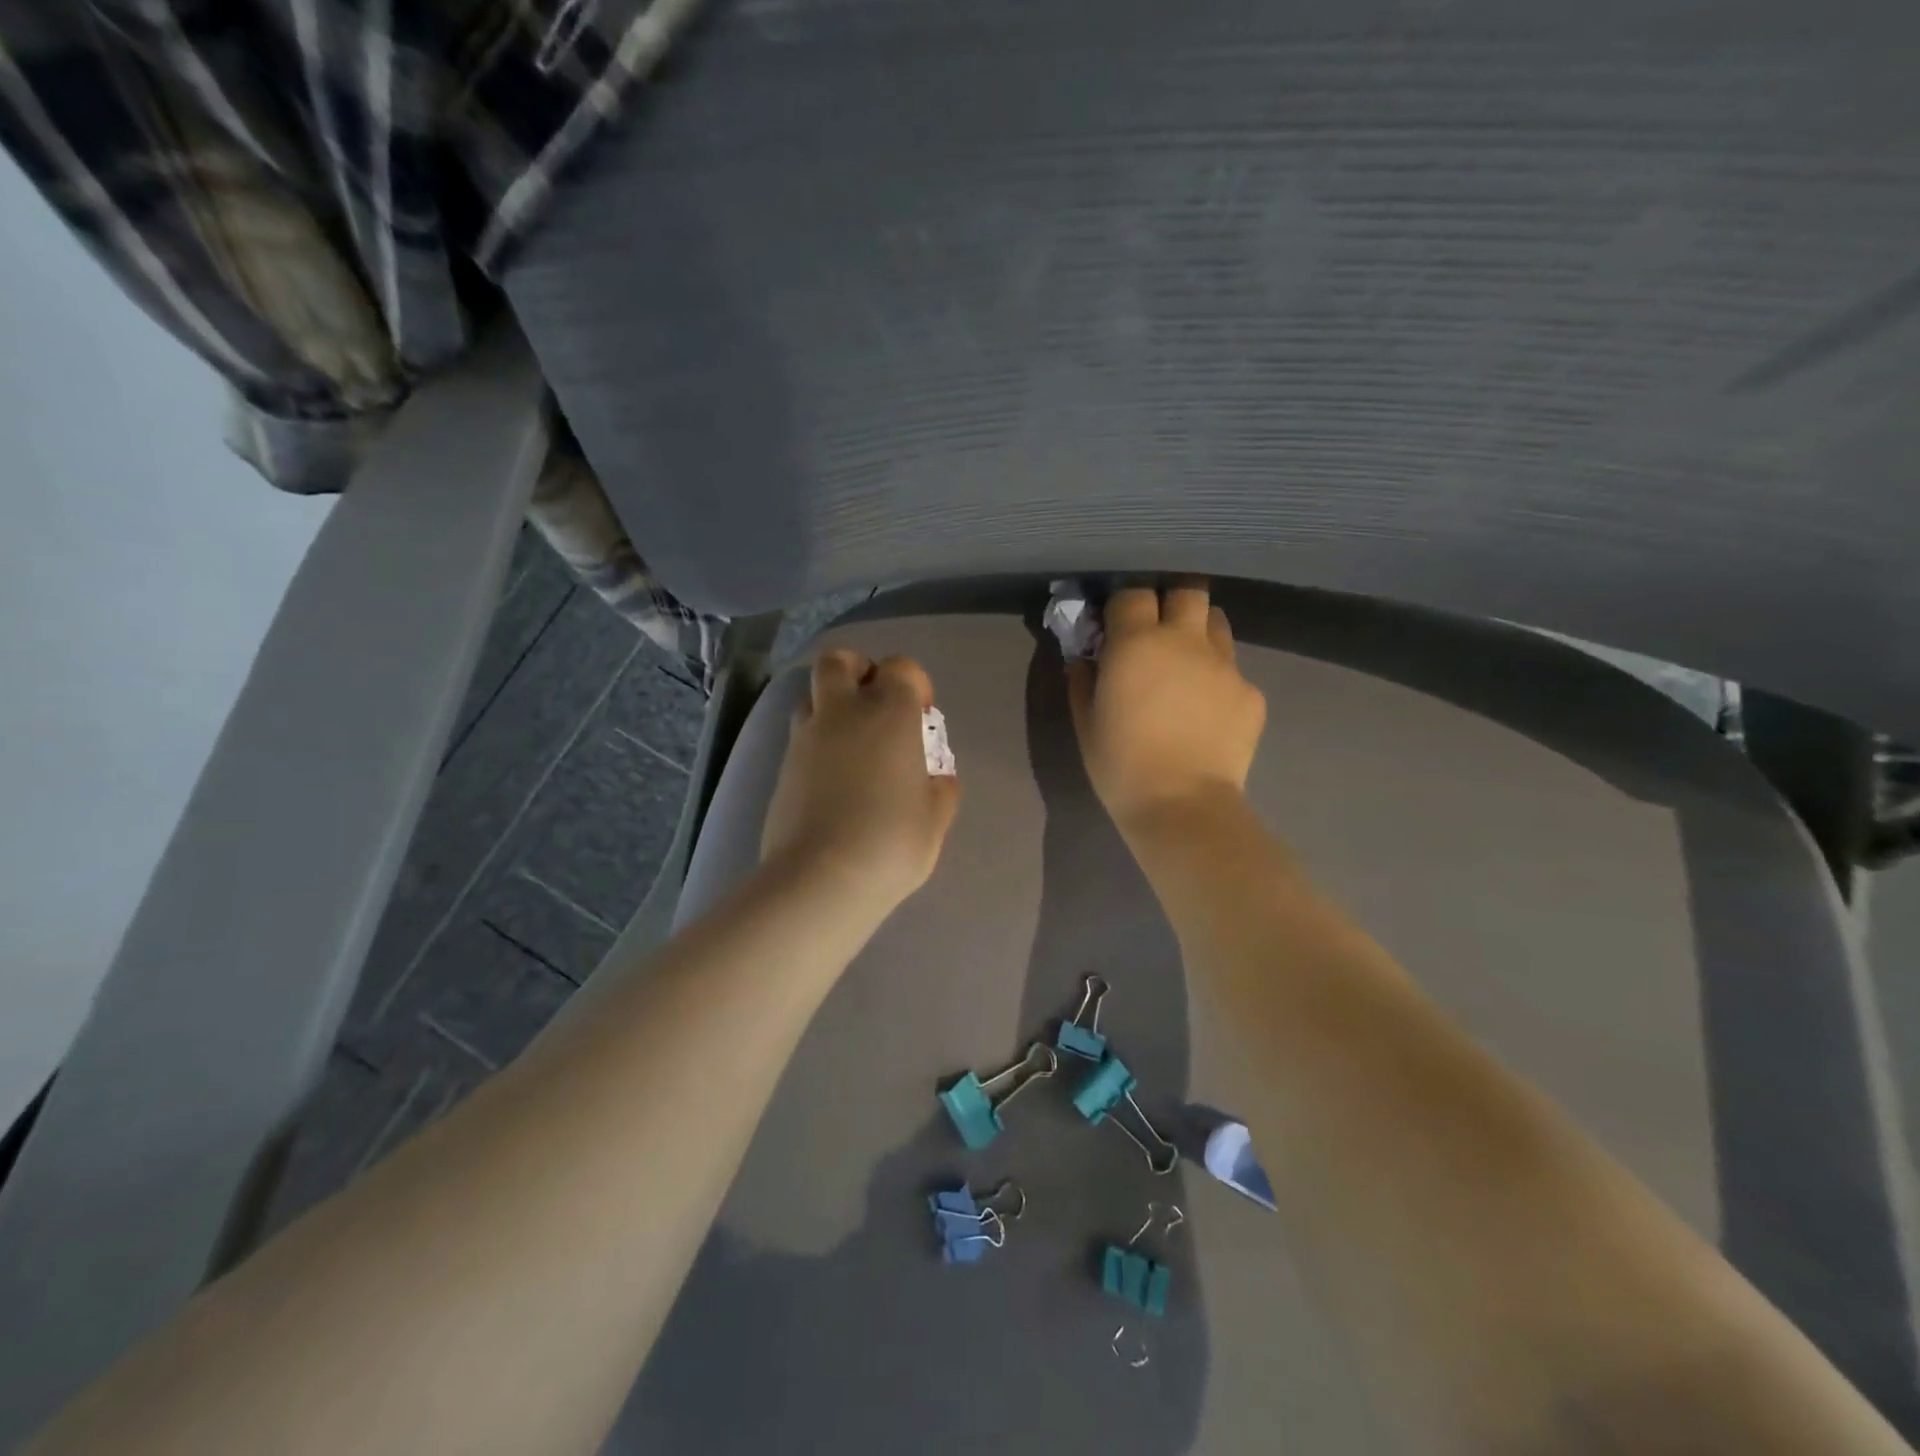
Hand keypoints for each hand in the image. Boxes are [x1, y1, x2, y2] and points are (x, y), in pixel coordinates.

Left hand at [762, 649, 960, 913]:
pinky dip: (817, 741)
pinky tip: (833, 777)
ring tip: (852, 742)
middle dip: (858, 670)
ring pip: (811, 695)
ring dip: (832, 705)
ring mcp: (805, 738)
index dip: (914, 684)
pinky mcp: (782, 767)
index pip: (901, 668)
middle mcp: (843, 712)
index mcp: (889, 713)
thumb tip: (936, 777)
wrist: (820, 878)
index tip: (922, 716)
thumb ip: (941, 788)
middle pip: (838, 661)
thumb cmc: (891, 842)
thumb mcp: (935, 818)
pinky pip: (800, 736)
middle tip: (874, 705)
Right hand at [1067, 586, 1265, 831]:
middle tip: (1157, 626)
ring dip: (1198, 630)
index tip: (1116, 618)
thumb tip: (1086, 658)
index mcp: (1138, 642)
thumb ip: (1083, 679)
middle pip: (1187, 589)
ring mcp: (1225, 664)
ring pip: (1216, 622)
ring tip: (1186, 661)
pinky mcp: (1251, 692)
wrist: (1182, 805)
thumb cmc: (1121, 764)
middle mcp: (1186, 640)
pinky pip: (1233, 670)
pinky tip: (1207, 711)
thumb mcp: (1086, 722)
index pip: (1133, 592)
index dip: (1123, 600)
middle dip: (1170, 599)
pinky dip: (1218, 679)